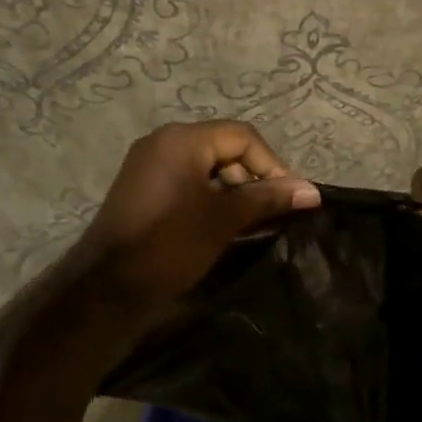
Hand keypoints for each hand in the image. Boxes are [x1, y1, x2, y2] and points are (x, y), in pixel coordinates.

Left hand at [75, 121, 319, 311]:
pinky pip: (185, 179)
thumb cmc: (170, 244)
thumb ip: (267, 198)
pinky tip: (218, 224)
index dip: (271, 165)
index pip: (242, 136)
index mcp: (182, 140)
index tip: (287, 199)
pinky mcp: (142, 186)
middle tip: (266, 212)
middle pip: (223, 147)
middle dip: (250, 176)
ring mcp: (148, 163)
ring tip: (245, 222)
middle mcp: (163, 141)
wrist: (108, 285)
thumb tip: (312, 191)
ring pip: (205, 165)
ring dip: (230, 189)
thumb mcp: (223, 220)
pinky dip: (207, 195)